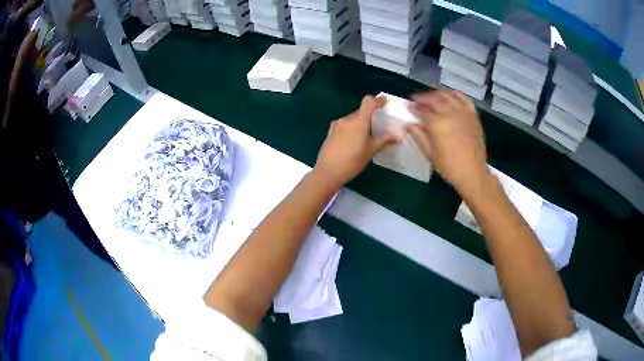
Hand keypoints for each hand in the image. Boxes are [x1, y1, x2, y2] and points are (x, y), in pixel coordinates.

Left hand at [315, 95, 396, 188]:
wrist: (328, 172)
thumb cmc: (352, 162)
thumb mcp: (371, 151)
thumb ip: (384, 140)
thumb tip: (397, 136)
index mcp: (358, 121)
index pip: (368, 102)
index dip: (378, 100)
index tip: (385, 102)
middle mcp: (347, 119)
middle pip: (361, 111)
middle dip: (370, 115)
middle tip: (378, 125)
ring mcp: (337, 124)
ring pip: (353, 118)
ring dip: (361, 122)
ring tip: (366, 136)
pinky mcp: (331, 131)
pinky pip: (345, 125)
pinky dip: (352, 128)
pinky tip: (354, 141)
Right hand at [407, 90, 489, 197]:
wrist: (472, 172)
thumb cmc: (449, 166)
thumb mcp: (430, 153)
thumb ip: (419, 136)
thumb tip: (409, 125)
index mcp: (438, 124)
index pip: (423, 110)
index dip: (414, 108)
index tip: (408, 107)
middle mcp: (450, 113)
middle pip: (434, 99)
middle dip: (423, 99)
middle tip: (417, 101)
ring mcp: (463, 113)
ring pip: (448, 96)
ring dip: (437, 94)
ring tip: (431, 99)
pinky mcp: (473, 116)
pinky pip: (464, 99)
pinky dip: (455, 95)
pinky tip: (450, 97)